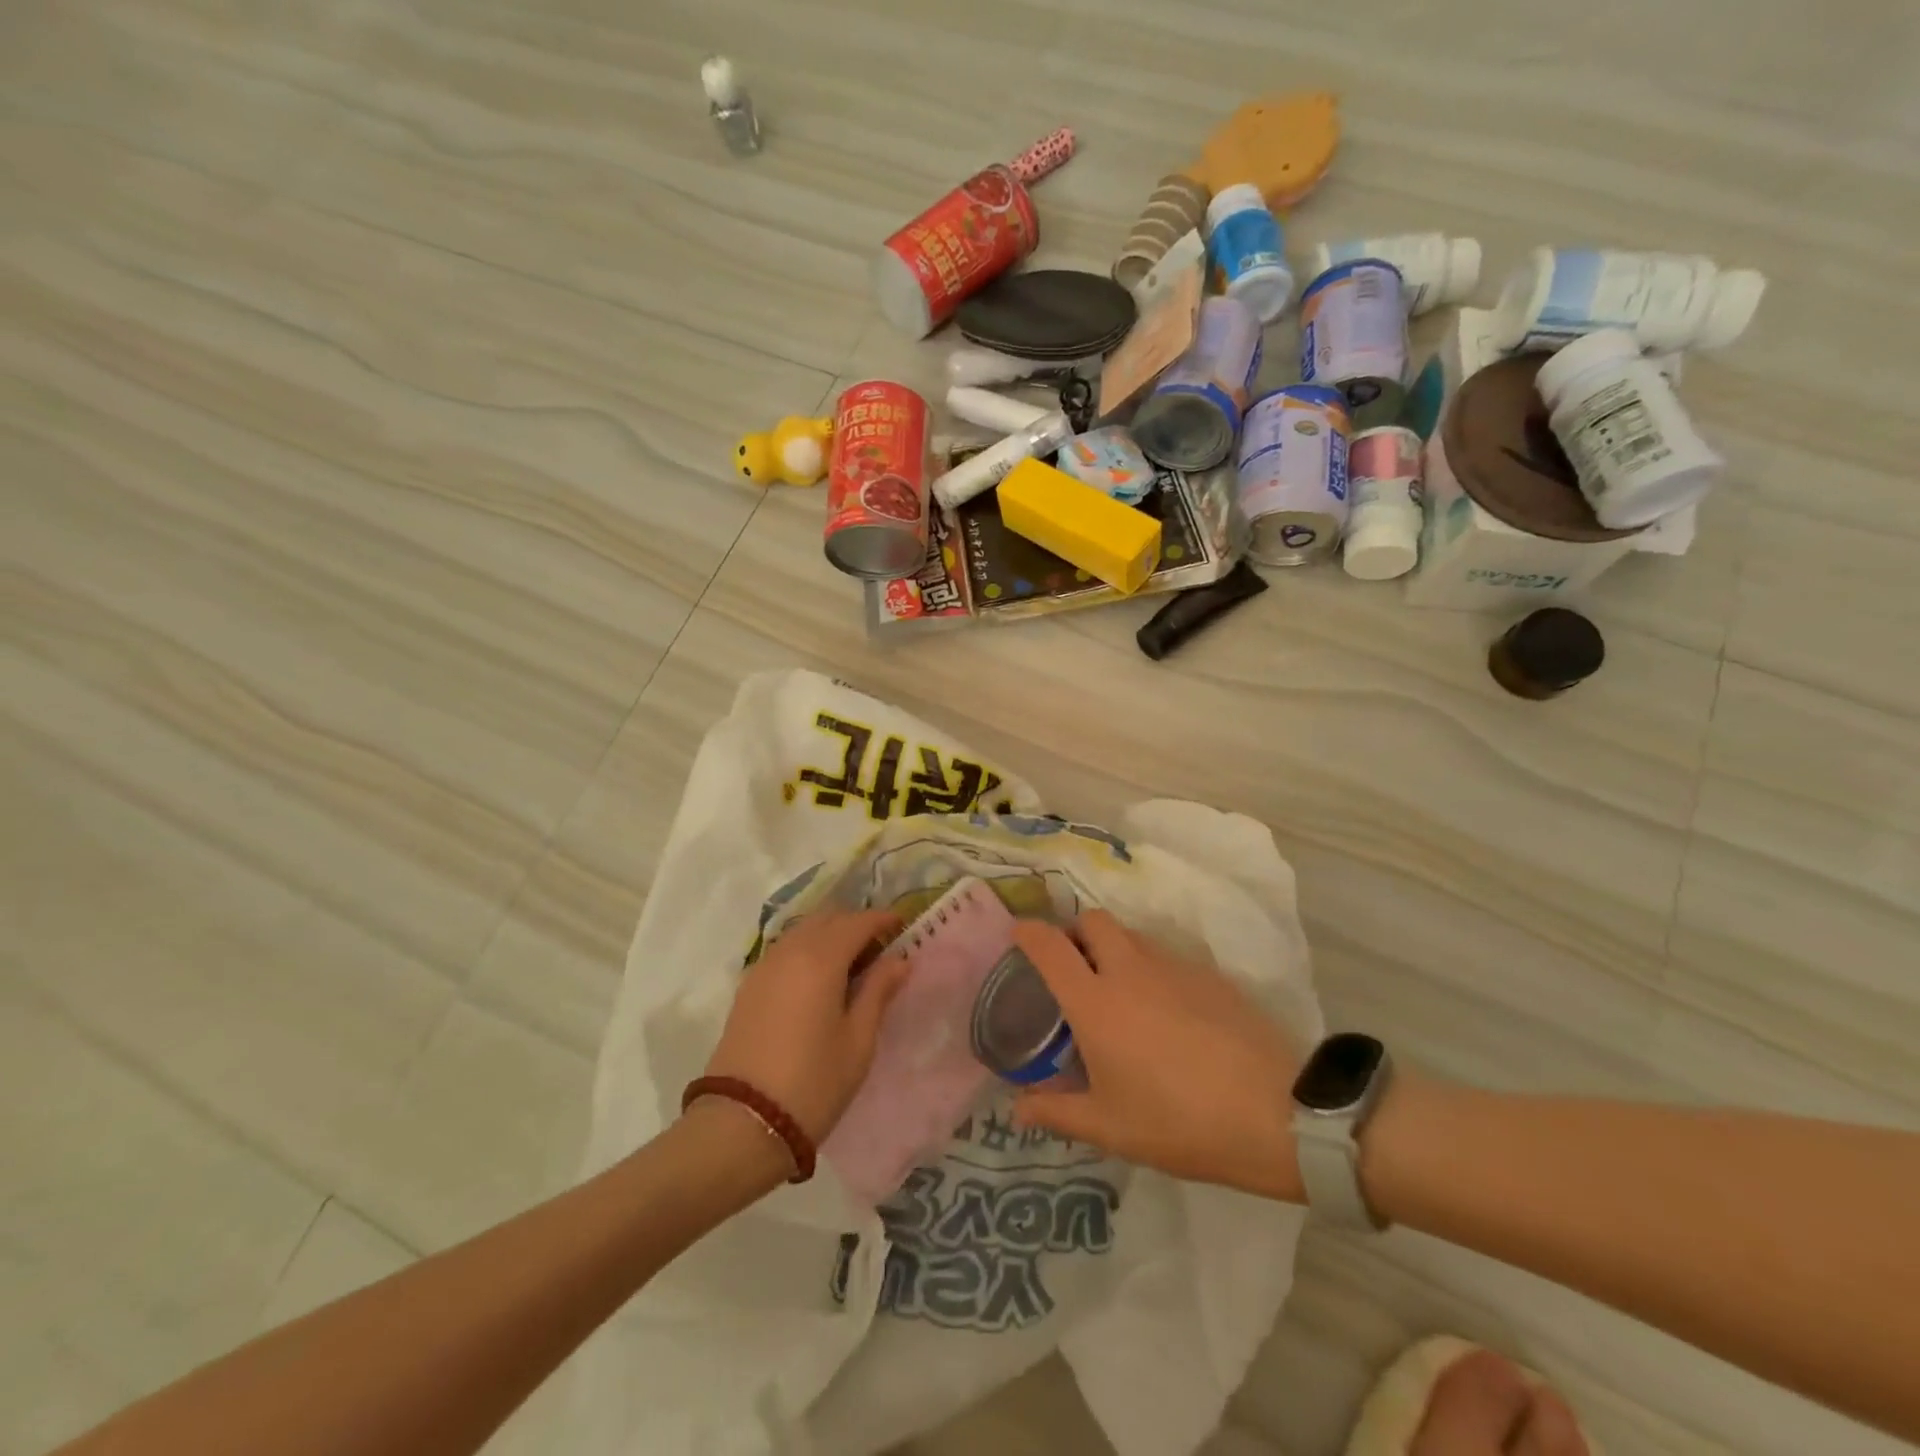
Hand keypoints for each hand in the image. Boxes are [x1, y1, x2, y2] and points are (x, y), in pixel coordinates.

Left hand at [703, 909, 909, 1143]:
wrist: (742, 1123)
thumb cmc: (813, 1082)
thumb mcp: (858, 1040)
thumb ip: (878, 992)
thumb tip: (899, 960)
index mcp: (821, 959)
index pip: (857, 922)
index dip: (882, 919)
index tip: (901, 926)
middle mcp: (789, 951)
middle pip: (827, 918)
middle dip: (854, 923)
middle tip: (878, 948)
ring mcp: (763, 967)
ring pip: (802, 931)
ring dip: (828, 934)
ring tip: (850, 964)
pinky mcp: (748, 987)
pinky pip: (784, 950)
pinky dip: (806, 949)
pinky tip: (818, 979)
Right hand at [1010, 911, 1305, 1199]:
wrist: (1276, 1112)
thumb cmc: (1180, 1122)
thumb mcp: (1111, 1128)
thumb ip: (1057, 1113)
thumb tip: (1018, 1107)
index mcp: (1095, 1002)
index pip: (1049, 946)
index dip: (1028, 932)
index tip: (1019, 934)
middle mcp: (1129, 970)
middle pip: (1093, 921)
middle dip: (1076, 932)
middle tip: (1075, 968)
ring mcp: (1174, 967)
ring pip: (1132, 935)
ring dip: (1114, 948)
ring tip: (1120, 992)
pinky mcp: (1210, 974)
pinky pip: (1167, 956)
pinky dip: (1152, 968)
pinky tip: (1167, 1011)